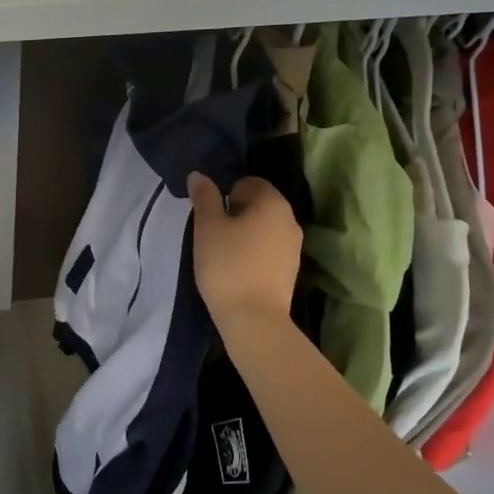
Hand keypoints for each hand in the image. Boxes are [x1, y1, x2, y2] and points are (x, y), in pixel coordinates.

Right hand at [188, 173, 301, 329]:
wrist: (253, 318)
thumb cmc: (227, 265)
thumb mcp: (207, 227)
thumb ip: (204, 197)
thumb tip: (199, 175)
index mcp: (272, 202)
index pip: (247, 182)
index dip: (225, 196)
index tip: (210, 218)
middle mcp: (290, 218)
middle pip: (258, 204)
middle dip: (235, 214)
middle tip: (213, 235)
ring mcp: (294, 246)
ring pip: (264, 228)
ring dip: (245, 234)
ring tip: (223, 254)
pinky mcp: (291, 269)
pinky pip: (269, 249)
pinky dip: (254, 252)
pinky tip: (238, 270)